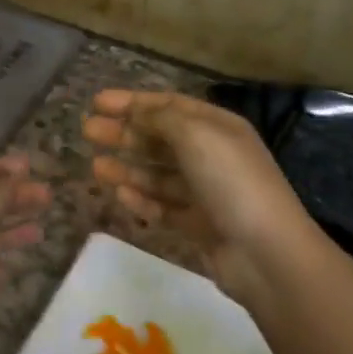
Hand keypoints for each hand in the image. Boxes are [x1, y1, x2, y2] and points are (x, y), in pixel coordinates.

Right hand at [83, 89, 320, 309]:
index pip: (169, 105)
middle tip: (87, 132)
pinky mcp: (199, 225)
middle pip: (160, 139)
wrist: (265, 252)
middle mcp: (212, 155)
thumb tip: (137, 110)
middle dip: (124, 133)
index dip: (133, 102)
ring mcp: (206, 192)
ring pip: (158, 174)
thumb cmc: (230, 181)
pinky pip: (164, 206)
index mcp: (217, 127)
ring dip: (127, 167)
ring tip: (95, 167)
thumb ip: (161, 118)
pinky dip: (142, 199)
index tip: (97, 103)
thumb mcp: (195, 135)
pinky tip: (120, 194)